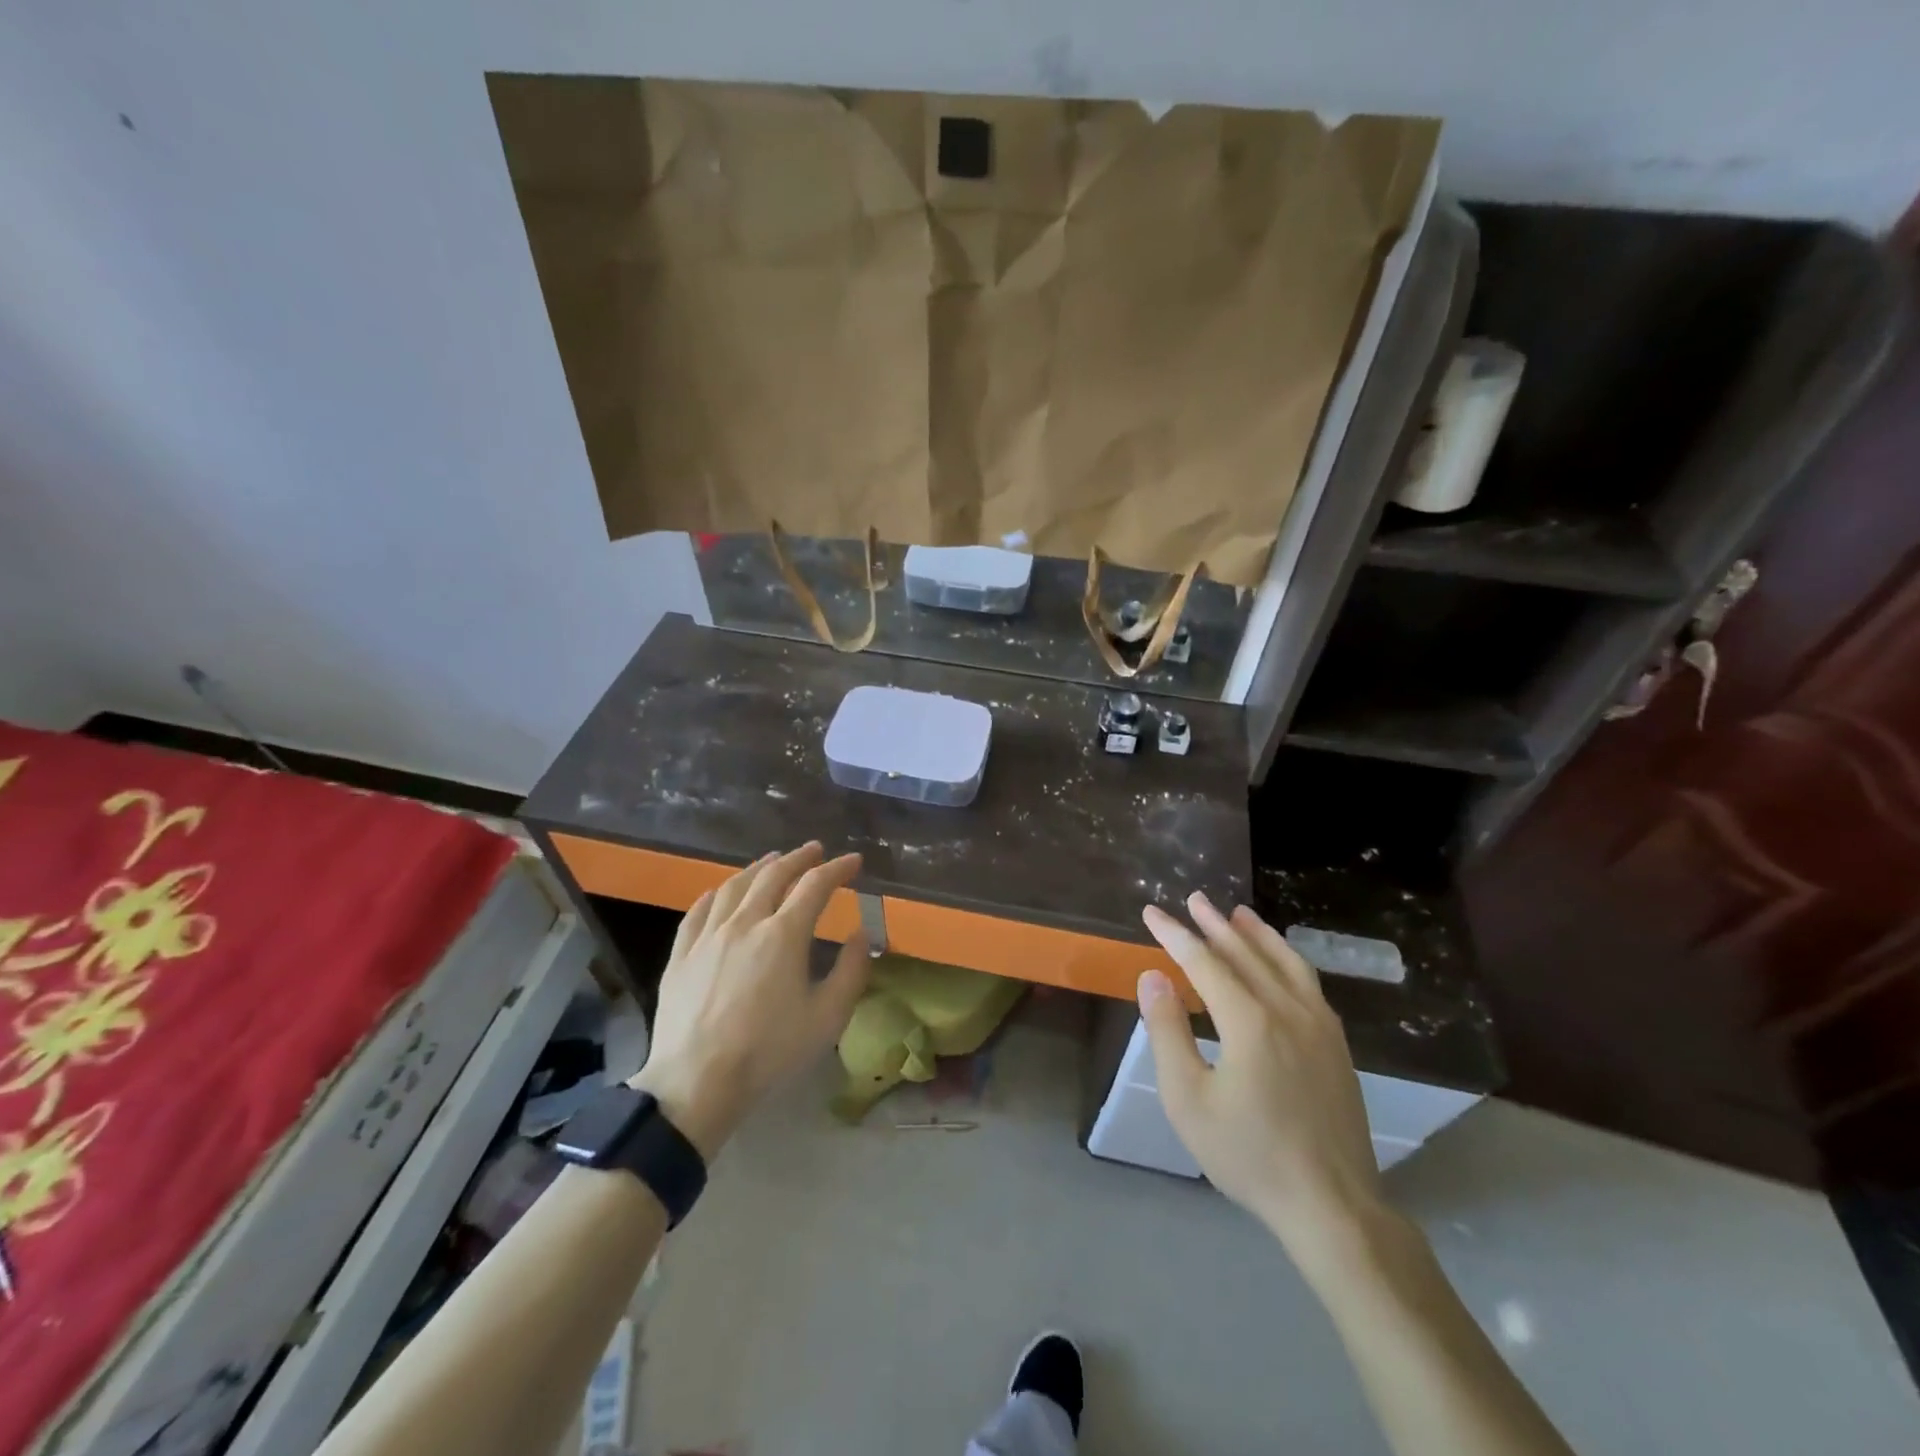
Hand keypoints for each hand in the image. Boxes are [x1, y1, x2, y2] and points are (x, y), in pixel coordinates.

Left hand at [632, 843, 868, 1159]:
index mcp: (783, 935)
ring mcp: (707, 936)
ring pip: (734, 886)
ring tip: (772, 861)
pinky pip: (698, 911)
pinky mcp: (680, 955)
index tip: (853, 861)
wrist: (697, 1082)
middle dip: (799, 858)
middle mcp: (745, 922)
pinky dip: (716, 893)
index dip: (837, 869)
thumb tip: (859, 934)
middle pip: (773, 875)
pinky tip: (721, 893)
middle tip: (815, 851)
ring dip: (759, 867)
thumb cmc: (769, 1051)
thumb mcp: (827, 1017)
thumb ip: (851, 971)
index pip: (815, 886)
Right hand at [1137, 894, 1385, 1265]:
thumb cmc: (1248, 1154)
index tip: (1152, 912)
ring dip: (1257, 934)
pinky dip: (1287, 958)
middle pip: (1245, 953)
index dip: (1175, 934)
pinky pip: (1308, 982)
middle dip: (1214, 924)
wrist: (1332, 1205)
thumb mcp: (1188, 1099)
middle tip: (1193, 898)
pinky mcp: (1337, 1043)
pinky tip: (1281, 961)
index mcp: (1248, 1020)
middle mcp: (1287, 1009)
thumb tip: (1153, 976)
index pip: (1204, 961)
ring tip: (1238, 913)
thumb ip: (1168, 1032)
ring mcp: (1319, 1024)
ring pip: (1284, 962)